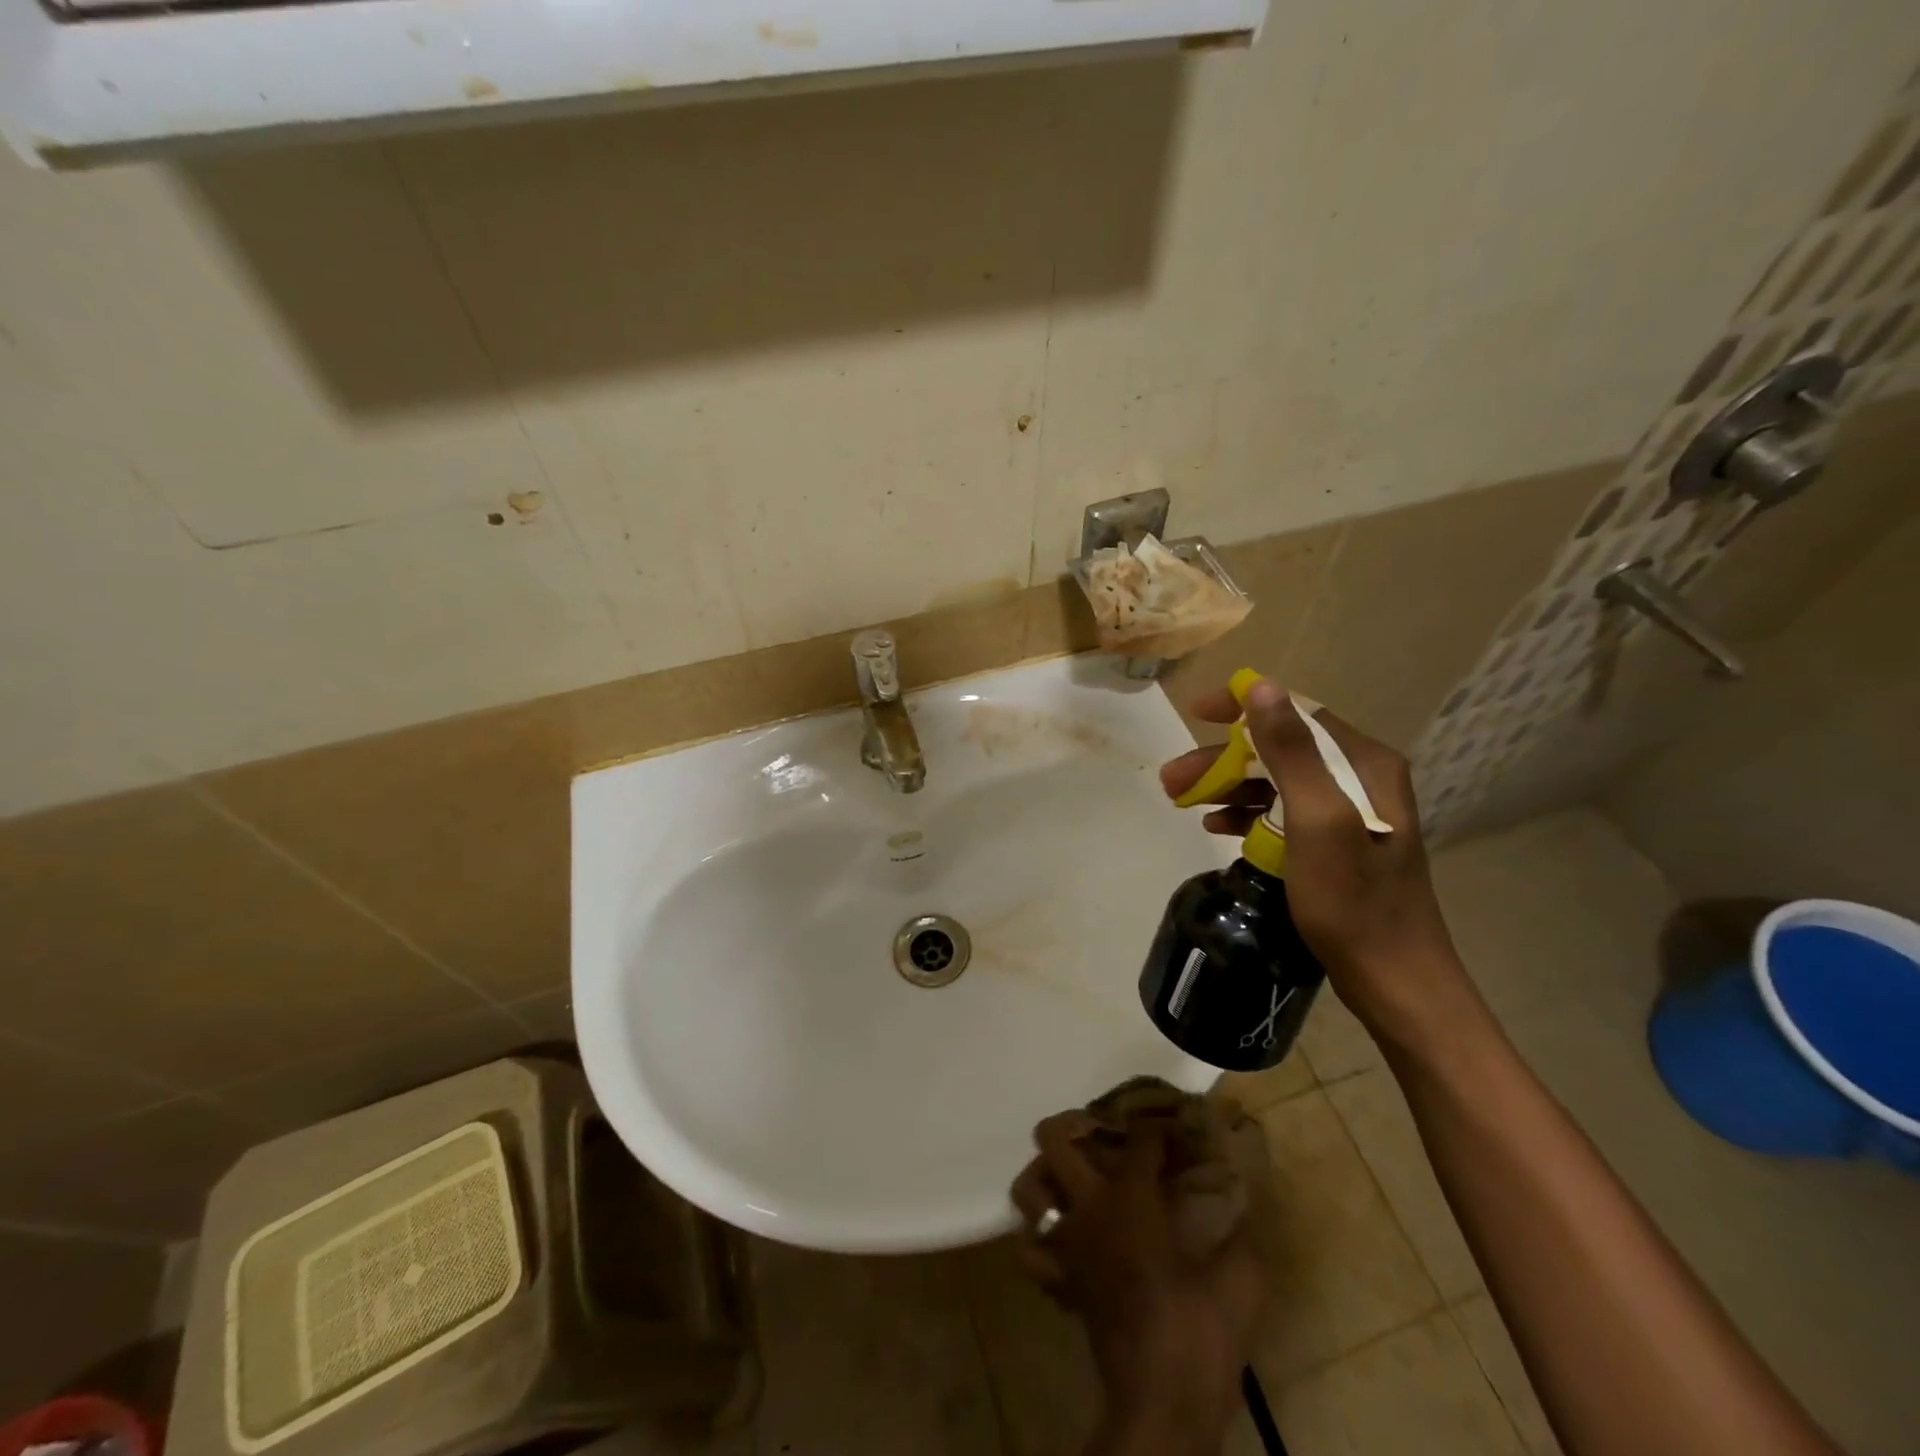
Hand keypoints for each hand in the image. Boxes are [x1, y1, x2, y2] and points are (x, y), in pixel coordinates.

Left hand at [1009, 1113, 1263, 1452]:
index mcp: (1130, 1197)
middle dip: (1074, 1123)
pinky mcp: (1059, 1280)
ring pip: (1028, 1188)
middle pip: (1055, 1139)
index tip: (1173, 1129)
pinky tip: (1066, 1234)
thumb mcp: (1241, 1281)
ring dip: (1046, 1174)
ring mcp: (1066, 1242)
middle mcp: (1088, 1207)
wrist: (1162, 1406)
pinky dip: (1040, 1235)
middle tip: (1104, 1133)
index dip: (1157, 1127)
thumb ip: (1239, 1233)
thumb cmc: (1200, 1335)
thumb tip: (1241, 1202)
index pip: (1138, 1138)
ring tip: (1074, 1175)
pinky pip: (1031, 1248)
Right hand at [1158, 678, 1466, 1034]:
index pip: (1297, 712)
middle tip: (1172, 780)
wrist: (1394, 979)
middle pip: (1279, 749)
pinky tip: (1216, 827)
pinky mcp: (1336, 843)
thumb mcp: (1317, 820)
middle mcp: (1360, 778)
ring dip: (1227, 786)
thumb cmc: (1353, 900)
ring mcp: (1349, 813)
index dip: (1243, 707)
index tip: (1196, 713)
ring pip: (1275, 781)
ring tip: (1182, 803)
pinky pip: (1282, 813)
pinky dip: (1247, 814)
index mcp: (1363, 763)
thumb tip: (1261, 686)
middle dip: (1222, 759)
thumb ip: (1290, 751)